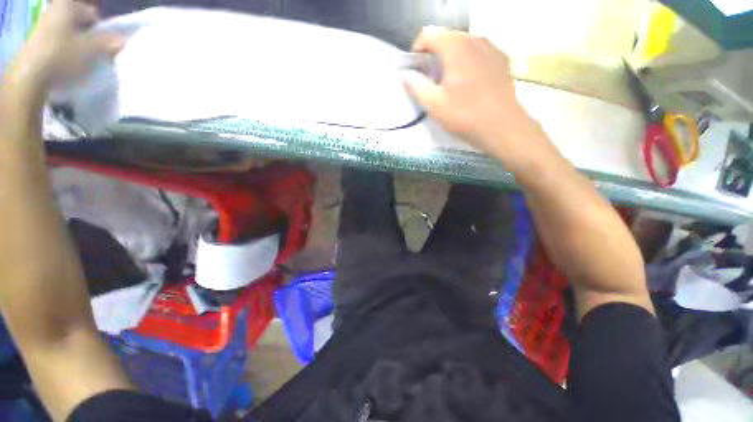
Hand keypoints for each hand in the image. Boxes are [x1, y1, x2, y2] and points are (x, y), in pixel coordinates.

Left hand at [8, 0, 123, 91]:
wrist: (30, 75)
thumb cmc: (62, 56)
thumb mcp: (91, 49)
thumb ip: (109, 42)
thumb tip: (124, 40)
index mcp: (68, 5)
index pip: (93, 15)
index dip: (102, 30)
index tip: (105, 46)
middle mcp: (56, 9)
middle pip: (81, 23)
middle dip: (90, 37)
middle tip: (95, 53)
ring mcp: (44, 25)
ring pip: (71, 33)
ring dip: (79, 45)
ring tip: (82, 60)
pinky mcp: (39, 40)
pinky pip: (60, 42)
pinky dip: (67, 50)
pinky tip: (69, 62)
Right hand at [403, 28, 554, 171]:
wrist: (501, 126)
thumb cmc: (464, 115)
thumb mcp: (434, 105)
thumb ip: (416, 86)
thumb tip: (405, 74)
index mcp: (455, 47)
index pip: (429, 34)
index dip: (417, 49)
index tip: (416, 69)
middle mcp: (475, 39)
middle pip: (447, 37)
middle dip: (434, 54)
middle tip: (431, 78)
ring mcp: (491, 48)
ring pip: (464, 44)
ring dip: (451, 57)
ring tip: (449, 81)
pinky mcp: (502, 59)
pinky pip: (479, 52)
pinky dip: (468, 61)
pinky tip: (469, 82)